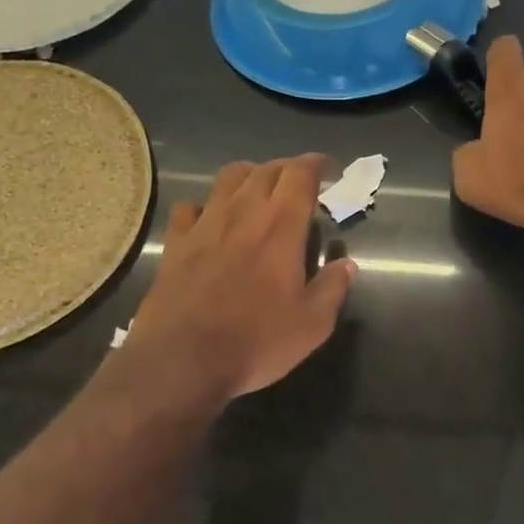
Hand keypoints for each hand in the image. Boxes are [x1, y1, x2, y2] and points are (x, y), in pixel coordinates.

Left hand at [130, 155, 356, 399]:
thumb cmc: (255, 342)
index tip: (327, 168)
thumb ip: (332, 289)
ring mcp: (204, 225)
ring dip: (249, 175)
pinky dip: (205, 205)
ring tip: (258, 189)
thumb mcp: (311, 325)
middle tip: (299, 181)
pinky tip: (210, 219)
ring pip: (228, 178)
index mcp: (281, 228)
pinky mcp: (176, 242)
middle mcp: (243, 214)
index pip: (300, 175)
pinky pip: (189, 207)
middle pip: (265, 170)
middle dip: (287, 168)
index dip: (315, 164)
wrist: (182, 359)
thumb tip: (347, 264)